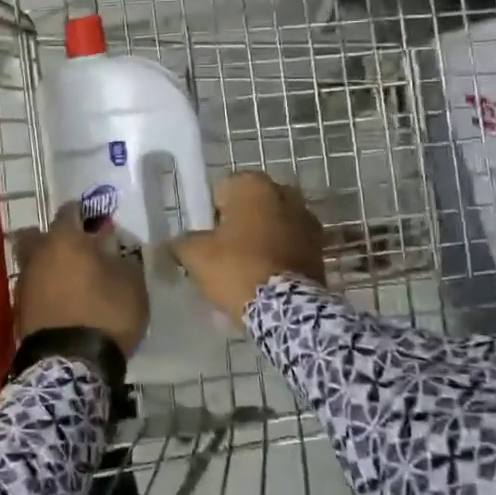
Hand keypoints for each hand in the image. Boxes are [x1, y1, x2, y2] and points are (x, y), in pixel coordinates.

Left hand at [13, 204, 148, 356]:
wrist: (70, 364)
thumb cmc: (105, 313)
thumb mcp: (130, 283)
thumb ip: (120, 256)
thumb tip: (108, 243)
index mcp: (64, 240)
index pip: (69, 211)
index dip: (84, 213)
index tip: (97, 221)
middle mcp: (37, 255)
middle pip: (37, 235)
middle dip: (53, 237)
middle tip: (76, 249)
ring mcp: (24, 284)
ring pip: (33, 263)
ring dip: (48, 266)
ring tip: (72, 280)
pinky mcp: (19, 311)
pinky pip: (33, 289)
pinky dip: (45, 290)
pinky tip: (62, 302)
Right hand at [171, 172, 325, 322]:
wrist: (286, 309)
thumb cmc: (236, 268)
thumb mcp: (196, 255)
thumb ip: (181, 242)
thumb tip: (176, 243)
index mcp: (254, 185)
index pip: (222, 190)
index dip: (211, 214)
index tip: (207, 238)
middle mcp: (286, 193)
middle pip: (251, 207)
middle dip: (239, 224)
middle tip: (223, 253)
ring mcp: (307, 220)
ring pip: (272, 225)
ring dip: (260, 239)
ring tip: (244, 269)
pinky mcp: (319, 248)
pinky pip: (289, 245)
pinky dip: (277, 255)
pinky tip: (264, 278)